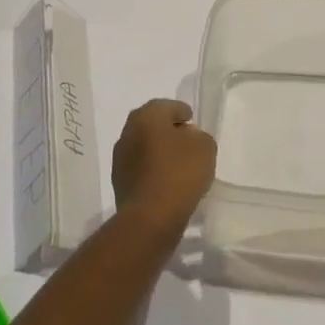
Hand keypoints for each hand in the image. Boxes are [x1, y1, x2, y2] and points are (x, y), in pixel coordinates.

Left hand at [111, 99, 216, 237]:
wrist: (150, 217)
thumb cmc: (179, 173)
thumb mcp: (205, 147)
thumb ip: (199, 136)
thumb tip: (187, 138)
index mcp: (146, 117)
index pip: (166, 106)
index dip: (182, 112)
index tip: (192, 121)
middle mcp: (128, 132)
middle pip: (151, 124)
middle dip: (168, 130)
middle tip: (186, 139)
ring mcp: (120, 158)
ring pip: (144, 146)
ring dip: (158, 150)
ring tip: (178, 163)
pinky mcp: (119, 181)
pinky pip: (141, 167)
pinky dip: (153, 169)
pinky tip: (167, 180)